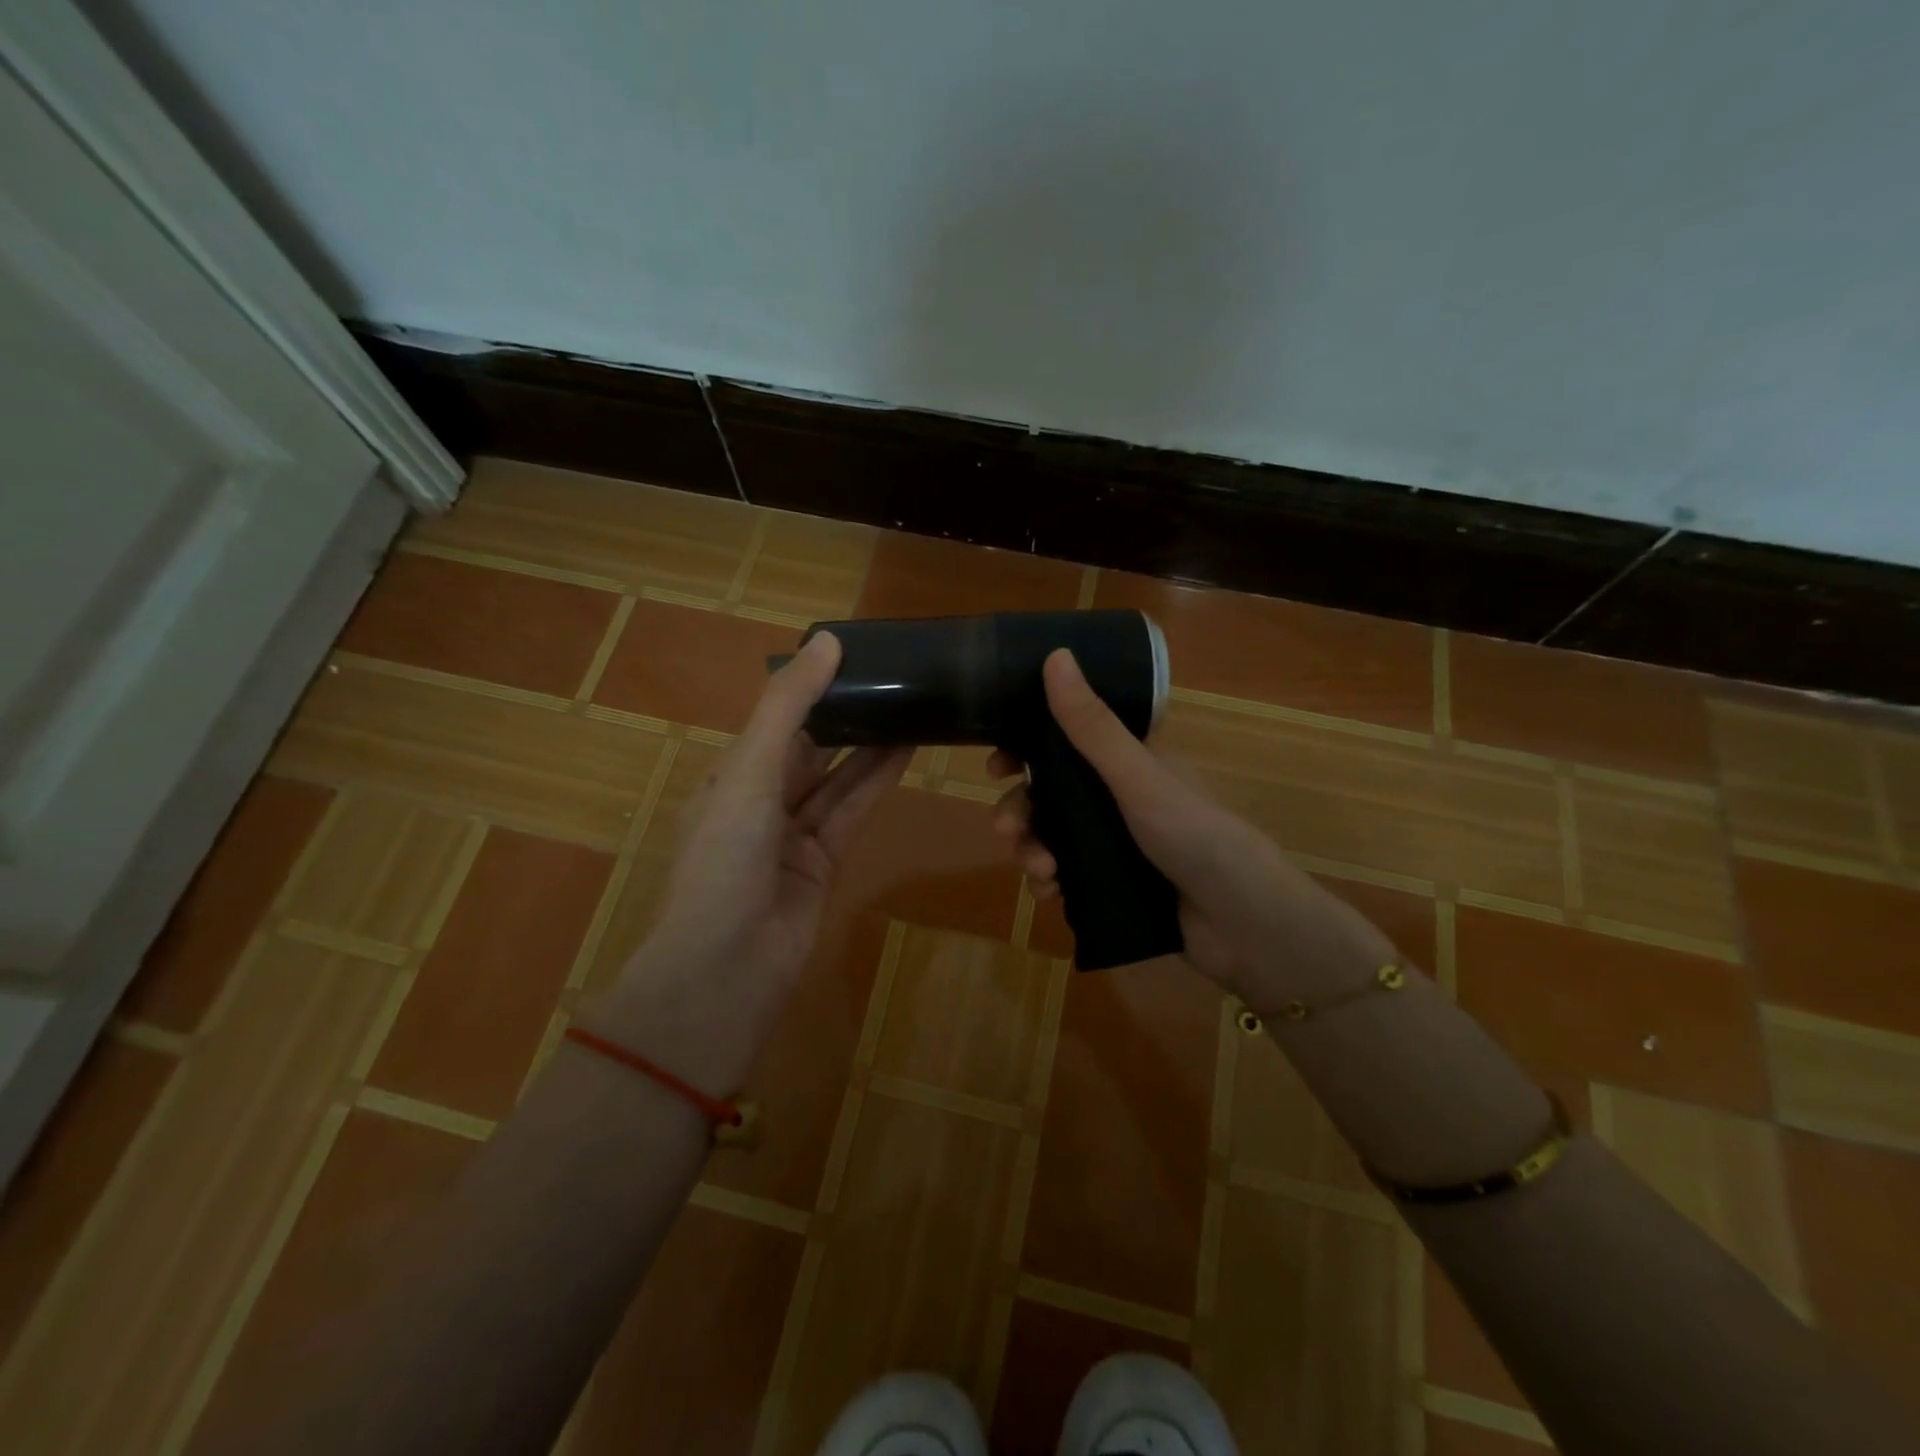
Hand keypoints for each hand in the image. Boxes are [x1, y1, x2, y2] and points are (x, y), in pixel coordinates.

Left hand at [583, 633, 908, 1094]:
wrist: (727, 967)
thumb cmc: (724, 858)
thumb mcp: (749, 771)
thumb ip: (789, 707)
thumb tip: (826, 639)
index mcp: (729, 775)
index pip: (775, 720)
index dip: (810, 688)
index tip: (852, 655)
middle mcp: (760, 799)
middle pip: (810, 746)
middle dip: (846, 715)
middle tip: (892, 677)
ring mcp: (793, 833)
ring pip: (837, 777)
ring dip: (870, 745)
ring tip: (910, 705)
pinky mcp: (824, 861)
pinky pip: (853, 810)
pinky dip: (877, 781)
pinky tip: (906, 750)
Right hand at [992, 649, 1399, 1011]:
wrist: (1243, 925)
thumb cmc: (1195, 836)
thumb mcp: (1138, 778)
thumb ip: (1092, 726)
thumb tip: (1055, 654)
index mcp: (1128, 762)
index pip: (1065, 743)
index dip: (1026, 750)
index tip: (996, 766)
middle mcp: (1118, 798)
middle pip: (1049, 795)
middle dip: (1021, 810)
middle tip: (1007, 830)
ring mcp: (1114, 843)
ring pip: (1052, 837)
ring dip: (1032, 850)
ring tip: (1040, 872)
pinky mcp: (1112, 885)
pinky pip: (1065, 876)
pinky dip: (1049, 883)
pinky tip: (1050, 895)